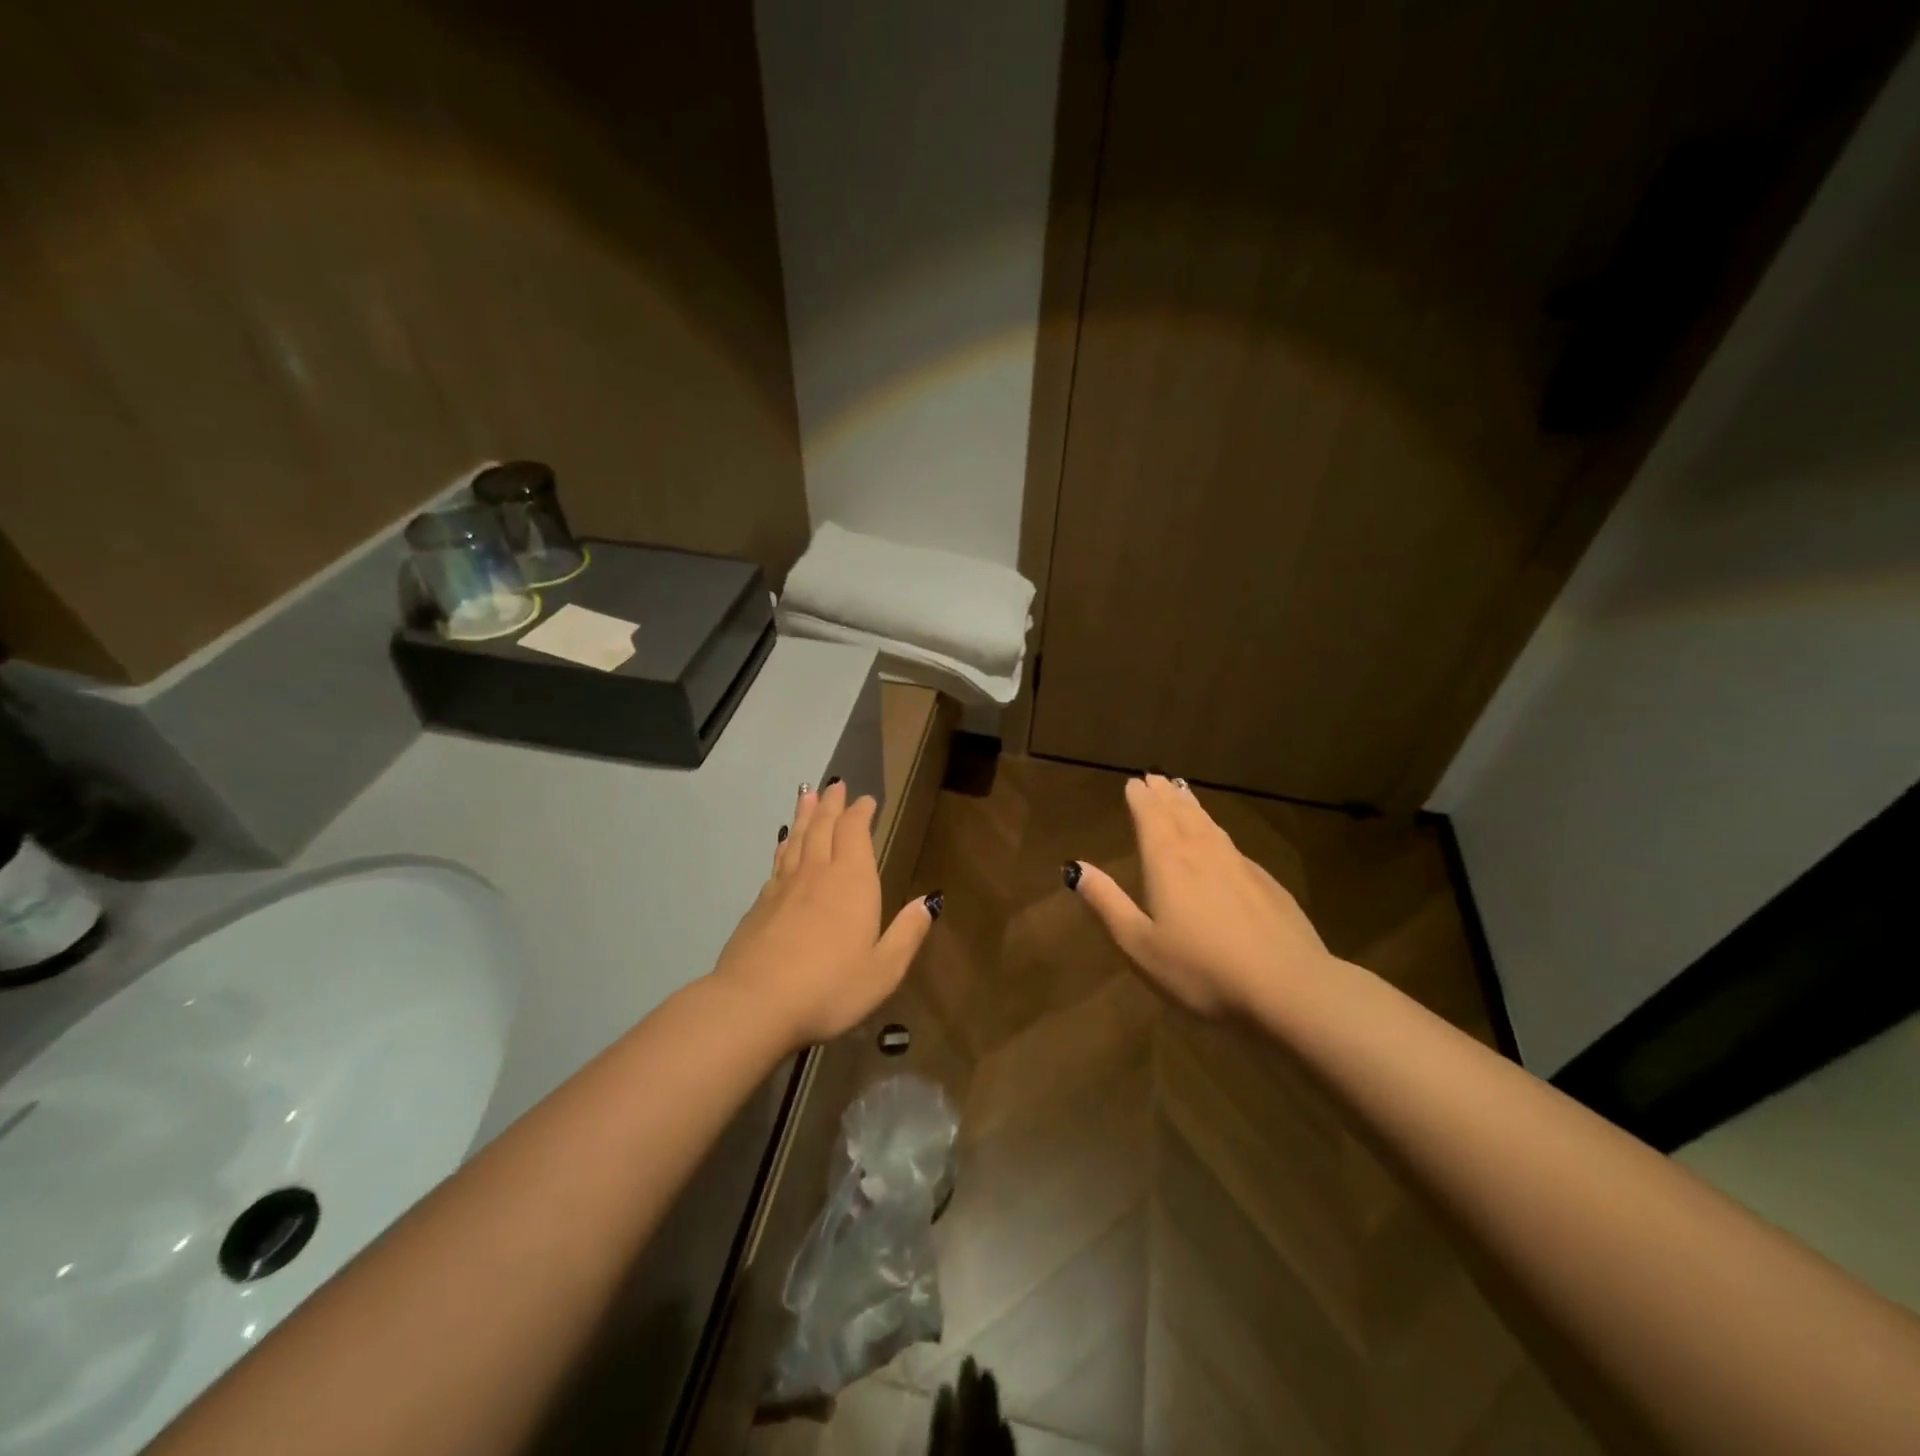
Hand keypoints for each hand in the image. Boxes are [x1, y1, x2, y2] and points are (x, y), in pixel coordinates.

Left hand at [710, 780, 936, 1049]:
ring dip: (805, 815)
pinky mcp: (759, 906)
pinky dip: (784, 846)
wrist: (755, 1004)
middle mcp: (817, 874)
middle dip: (832, 804)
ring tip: (807, 795)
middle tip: (835, 784)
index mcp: (851, 882)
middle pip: (823, 827)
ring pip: (798, 840)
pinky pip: (778, 863)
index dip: (860, 813)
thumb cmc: (830, 987)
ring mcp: (783, 888)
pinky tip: (784, 845)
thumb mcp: (883, 970)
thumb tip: (929, 901)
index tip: (865, 800)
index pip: (855, 833)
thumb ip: (907, 933)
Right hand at [1067, 774, 1332, 1017]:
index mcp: (1168, 862)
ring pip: (1209, 825)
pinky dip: (1216, 831)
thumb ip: (1107, 903)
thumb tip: (1075, 867)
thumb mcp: (1140, 944)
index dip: (1140, 798)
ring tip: (1182, 794)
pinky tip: (1220, 842)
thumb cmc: (1201, 970)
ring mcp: (1240, 865)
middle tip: (1155, 777)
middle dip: (1165, 794)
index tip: (1134, 782)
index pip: (1150, 816)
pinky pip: (1232, 845)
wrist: (1289, 987)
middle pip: (1181, 813)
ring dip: (1192, 806)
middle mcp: (1203, 852)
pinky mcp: (1267, 884)